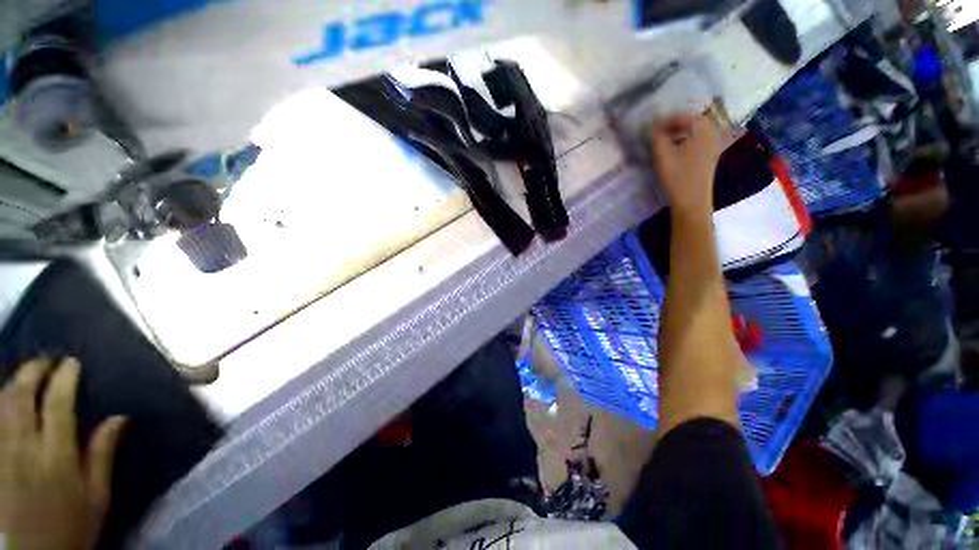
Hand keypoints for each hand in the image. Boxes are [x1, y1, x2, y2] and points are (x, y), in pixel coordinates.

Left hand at [0, 358, 125, 549]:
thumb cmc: (71, 527)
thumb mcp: (96, 498)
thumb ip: (102, 456)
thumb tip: (119, 418)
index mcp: (55, 457)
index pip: (57, 403)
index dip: (64, 377)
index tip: (72, 363)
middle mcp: (23, 449)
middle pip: (20, 397)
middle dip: (32, 371)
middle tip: (46, 361)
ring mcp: (0, 454)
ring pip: (0, 406)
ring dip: (13, 384)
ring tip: (25, 376)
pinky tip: (6, 401)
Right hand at [649, 112, 721, 216]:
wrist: (692, 202)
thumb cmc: (677, 177)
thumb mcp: (662, 155)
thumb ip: (657, 136)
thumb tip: (654, 125)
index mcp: (703, 129)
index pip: (683, 116)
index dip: (666, 119)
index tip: (652, 126)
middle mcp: (712, 133)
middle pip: (692, 121)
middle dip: (674, 124)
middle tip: (658, 131)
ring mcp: (713, 145)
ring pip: (695, 131)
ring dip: (679, 132)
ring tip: (664, 140)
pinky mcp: (709, 156)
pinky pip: (697, 140)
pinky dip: (685, 140)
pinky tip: (674, 150)